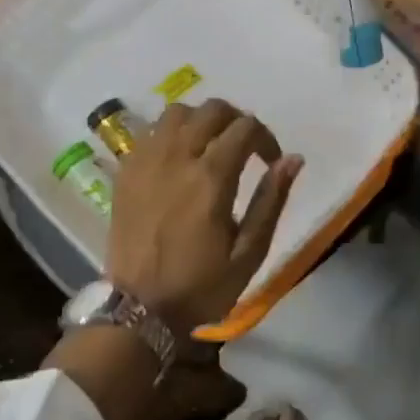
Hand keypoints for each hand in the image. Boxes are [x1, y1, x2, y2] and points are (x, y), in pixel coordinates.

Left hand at [107, 100, 303, 332]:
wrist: (139, 309)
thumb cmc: (200, 285)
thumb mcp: (249, 252)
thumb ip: (271, 200)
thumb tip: (293, 159)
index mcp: (210, 178)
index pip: (246, 128)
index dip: (266, 138)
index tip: (271, 161)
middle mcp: (177, 158)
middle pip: (212, 109)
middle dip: (237, 120)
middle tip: (245, 147)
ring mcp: (146, 161)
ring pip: (177, 112)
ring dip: (201, 120)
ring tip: (210, 145)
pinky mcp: (126, 171)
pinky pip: (150, 131)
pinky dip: (171, 133)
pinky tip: (179, 158)